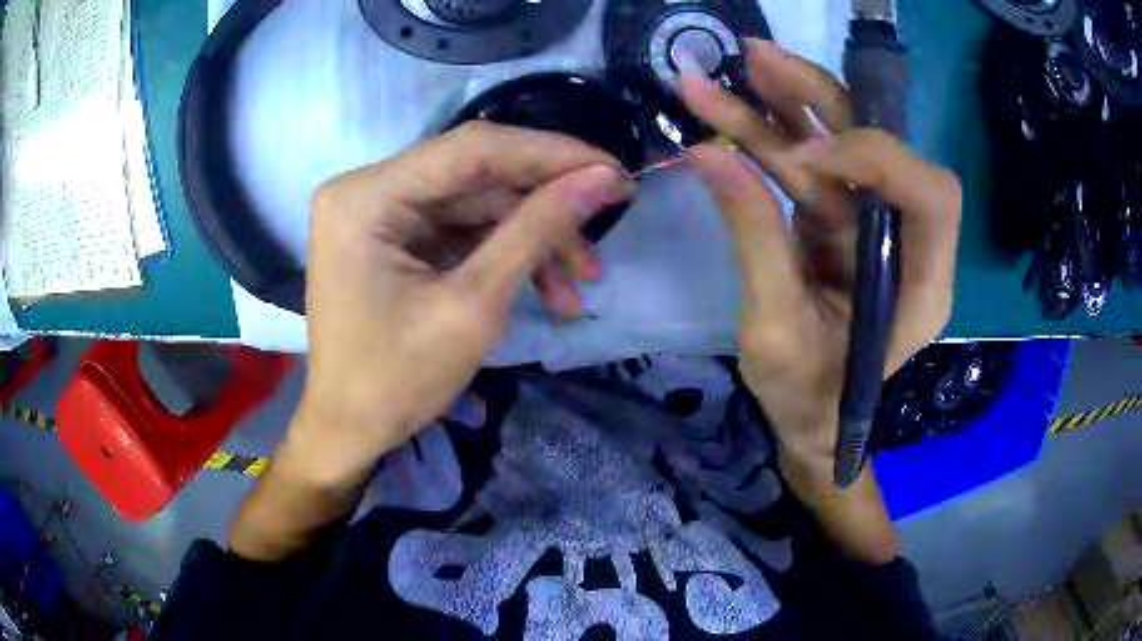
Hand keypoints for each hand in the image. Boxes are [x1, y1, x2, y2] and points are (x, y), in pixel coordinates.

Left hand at [293, 122, 633, 481]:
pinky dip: (503, 252)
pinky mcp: (392, 235)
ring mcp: (377, 211)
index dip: (551, 154)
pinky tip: (545, 287)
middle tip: (609, 219)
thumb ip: (537, 231)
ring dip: (531, 238)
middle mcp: (366, 188)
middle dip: (544, 204)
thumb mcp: (473, 306)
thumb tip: (601, 179)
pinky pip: (459, 227)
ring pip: (474, 203)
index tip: (614, 171)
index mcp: (367, 197)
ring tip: (579, 285)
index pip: (472, 149)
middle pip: (474, 173)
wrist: (348, 431)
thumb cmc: (396, 381)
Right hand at [680, 40, 961, 493]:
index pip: (929, 195)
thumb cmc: (804, 397)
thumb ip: (753, 240)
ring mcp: (874, 227)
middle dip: (821, 100)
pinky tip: (732, 103)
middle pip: (884, 148)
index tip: (799, 162)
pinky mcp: (841, 221)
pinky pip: (811, 165)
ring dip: (785, 104)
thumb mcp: (774, 332)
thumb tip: (708, 154)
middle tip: (756, 60)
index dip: (873, 160)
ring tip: (731, 68)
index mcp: (922, 286)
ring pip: (840, 145)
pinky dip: (771, 134)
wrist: (810, 421)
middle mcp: (909, 244)